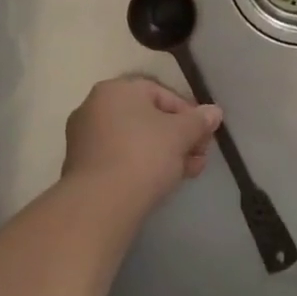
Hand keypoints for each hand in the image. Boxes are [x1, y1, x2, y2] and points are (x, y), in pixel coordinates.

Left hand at [63, 76, 221, 212]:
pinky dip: (142, 166)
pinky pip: (120, 159)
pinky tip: (164, 183)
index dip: (188, 113)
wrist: (100, 205)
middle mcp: (95, 107)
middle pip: (147, 118)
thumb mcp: (180, 134)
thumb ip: (199, 120)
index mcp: (116, 90)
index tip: (204, 134)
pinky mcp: (82, 168)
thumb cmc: (143, 155)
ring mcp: (84, 139)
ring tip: (189, 172)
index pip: (161, 93)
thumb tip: (214, 112)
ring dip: (165, 153)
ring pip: (135, 140)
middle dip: (179, 137)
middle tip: (200, 155)